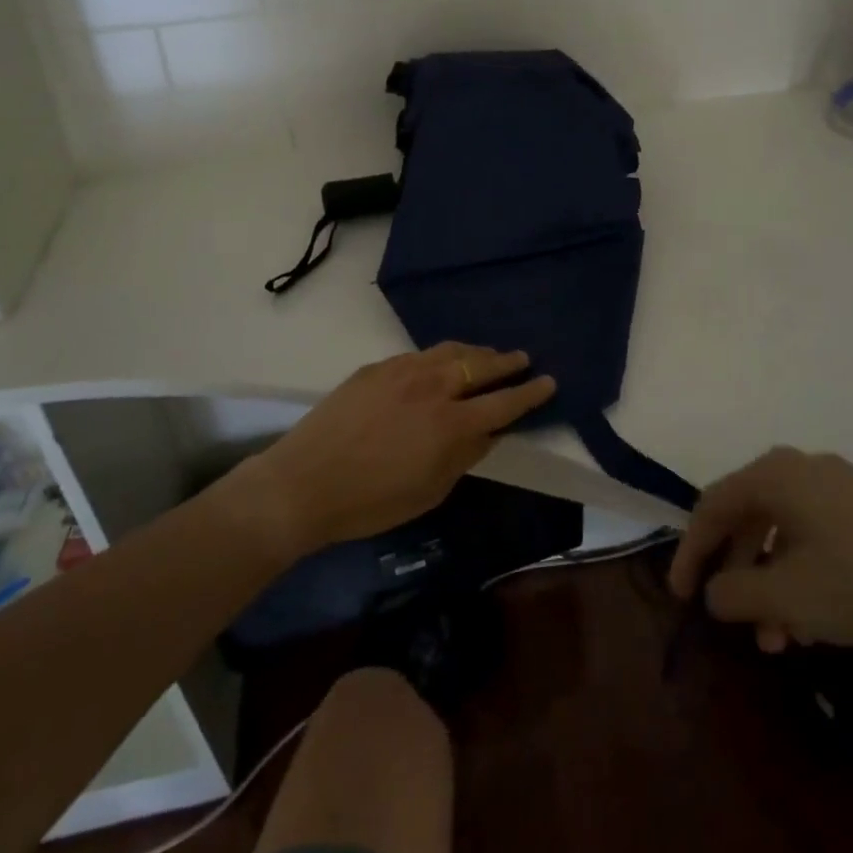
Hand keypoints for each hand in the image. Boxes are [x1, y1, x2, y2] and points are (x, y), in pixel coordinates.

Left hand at [234, 343, 556, 557]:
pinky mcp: (376, 367)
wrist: (304, 483)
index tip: (548, 381)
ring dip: (475, 352)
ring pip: (450, 351)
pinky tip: (439, 362)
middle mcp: (432, 388)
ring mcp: (402, 371)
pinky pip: (418, 355)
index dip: (529, 393)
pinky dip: (439, 356)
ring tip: (487, 355)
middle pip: (480, 366)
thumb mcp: (430, 490)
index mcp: (450, 424)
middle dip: (507, 362)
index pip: (503, 403)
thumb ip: (465, 456)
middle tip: (523, 359)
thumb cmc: (371, 502)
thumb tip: (489, 432)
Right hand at [669, 447, 852, 656]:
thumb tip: (714, 592)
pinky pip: (815, 535)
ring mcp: (839, 486)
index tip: (681, 596)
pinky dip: (800, 574)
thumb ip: (736, 593)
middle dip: (735, 572)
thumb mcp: (789, 596)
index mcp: (774, 475)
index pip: (712, 507)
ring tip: (776, 635)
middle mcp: (801, 469)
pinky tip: (812, 620)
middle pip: (747, 517)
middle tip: (729, 615)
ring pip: (783, 531)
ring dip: (769, 581)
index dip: (690, 552)